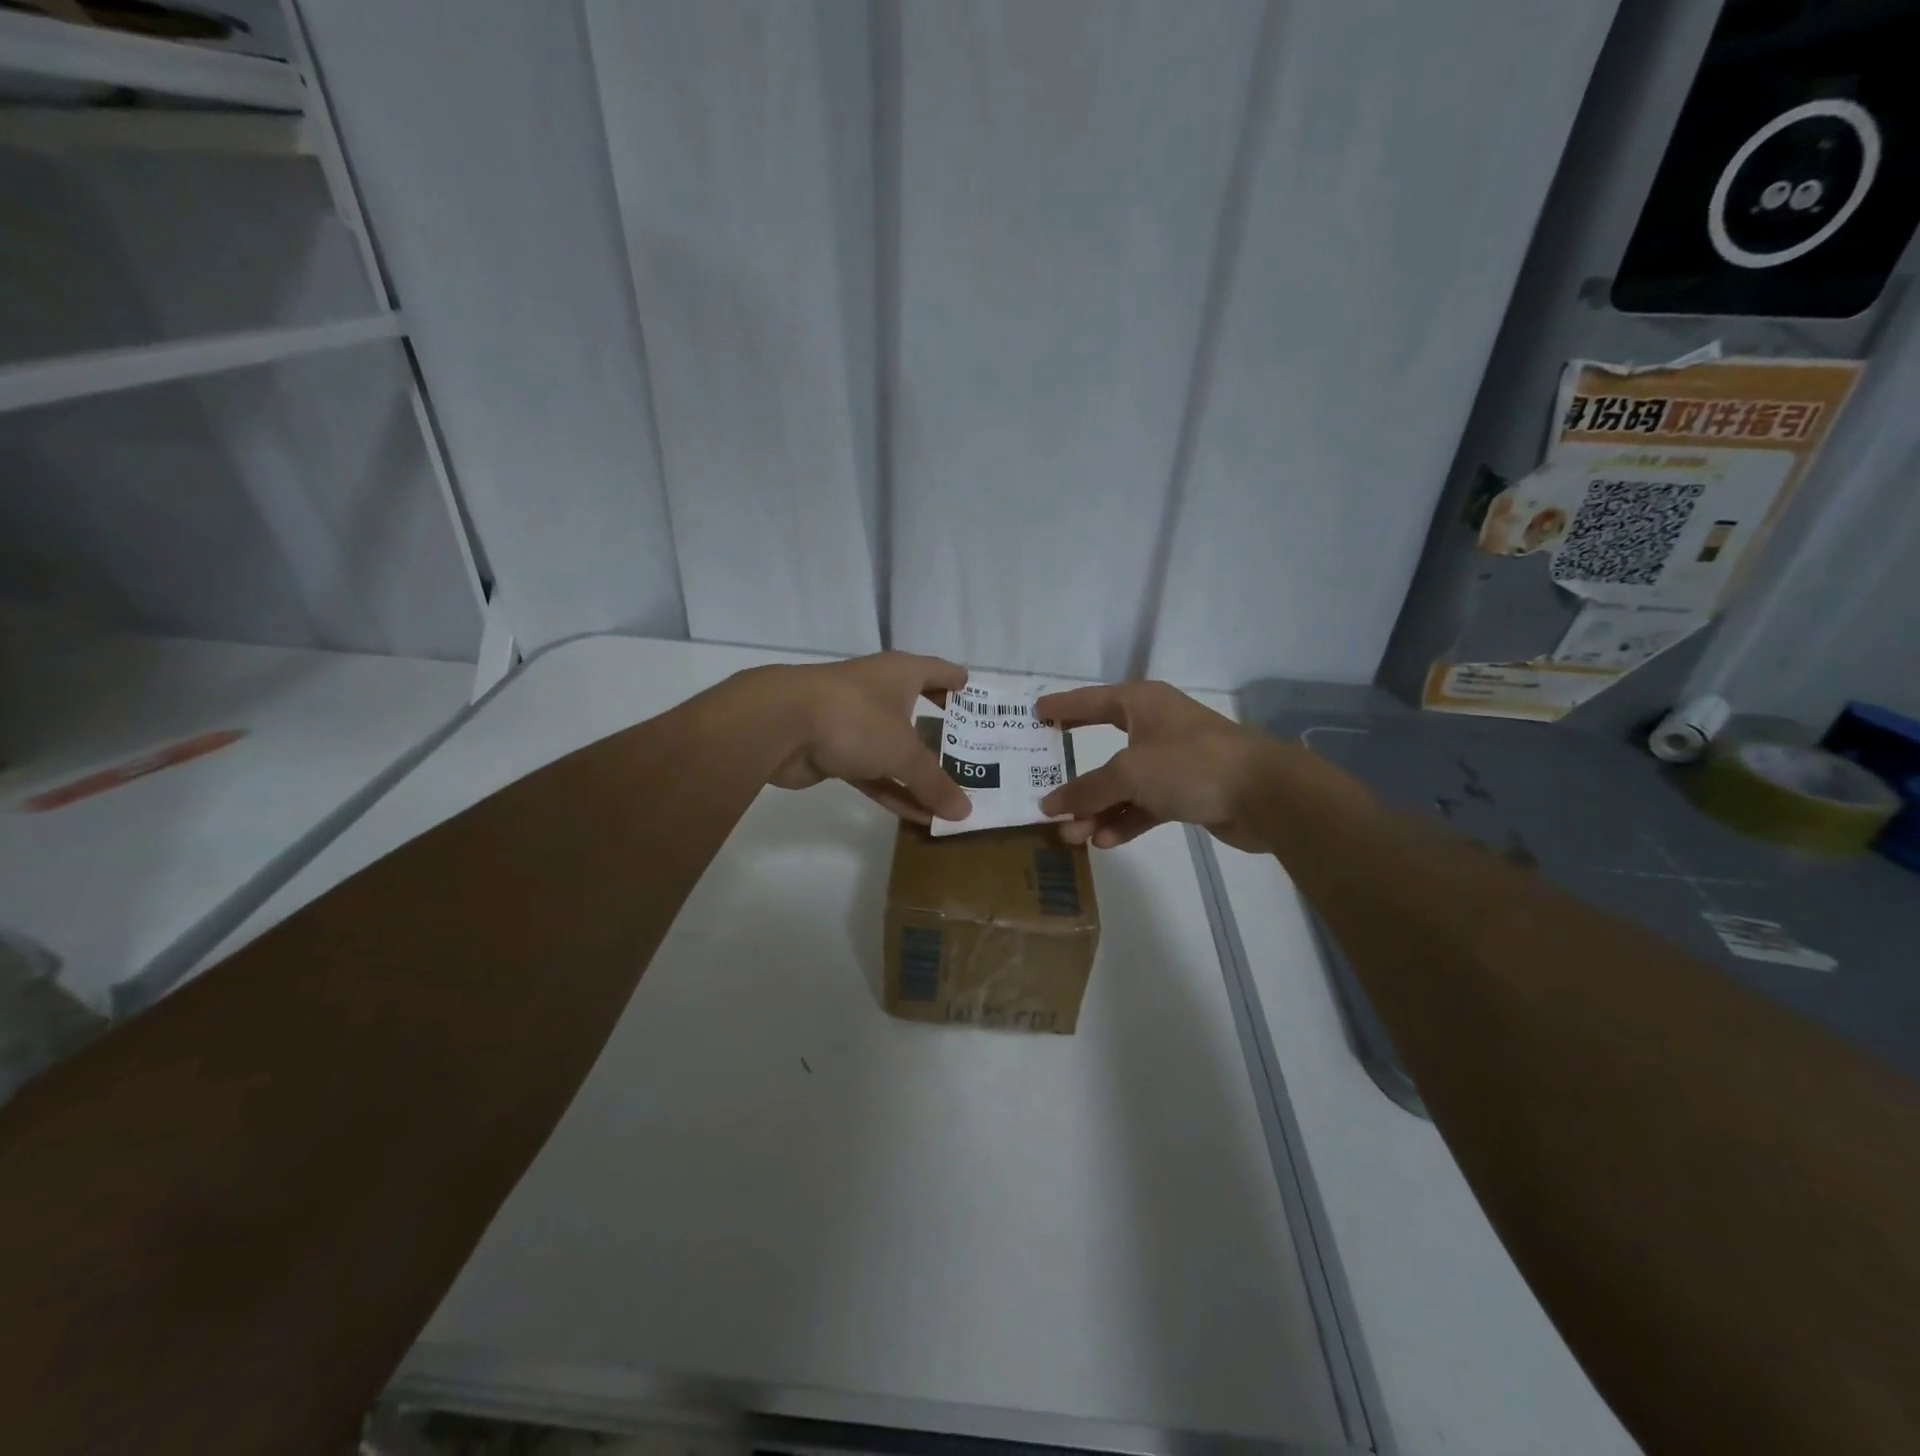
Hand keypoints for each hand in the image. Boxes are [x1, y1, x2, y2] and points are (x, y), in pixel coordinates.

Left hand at [758, 651, 971, 824]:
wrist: (779, 725)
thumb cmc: (855, 718)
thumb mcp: (904, 752)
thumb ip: (934, 783)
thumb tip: (965, 811)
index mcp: (900, 673)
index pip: (938, 671)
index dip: (957, 682)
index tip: (975, 696)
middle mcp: (878, 691)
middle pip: (917, 710)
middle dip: (942, 733)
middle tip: (972, 753)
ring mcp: (854, 721)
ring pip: (894, 748)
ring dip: (918, 773)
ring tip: (950, 796)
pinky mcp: (834, 751)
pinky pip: (874, 772)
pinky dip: (893, 791)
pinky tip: (917, 815)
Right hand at [1035, 681, 1288, 850]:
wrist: (1264, 794)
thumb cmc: (1190, 765)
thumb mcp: (1130, 773)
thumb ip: (1087, 790)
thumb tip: (1050, 805)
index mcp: (1141, 704)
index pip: (1090, 701)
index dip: (1061, 707)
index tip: (1034, 713)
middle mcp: (1155, 727)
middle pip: (1103, 750)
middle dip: (1076, 779)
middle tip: (1045, 791)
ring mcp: (1172, 762)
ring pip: (1123, 785)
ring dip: (1098, 810)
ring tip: (1072, 835)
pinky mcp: (1186, 792)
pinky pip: (1144, 805)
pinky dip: (1125, 821)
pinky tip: (1105, 841)